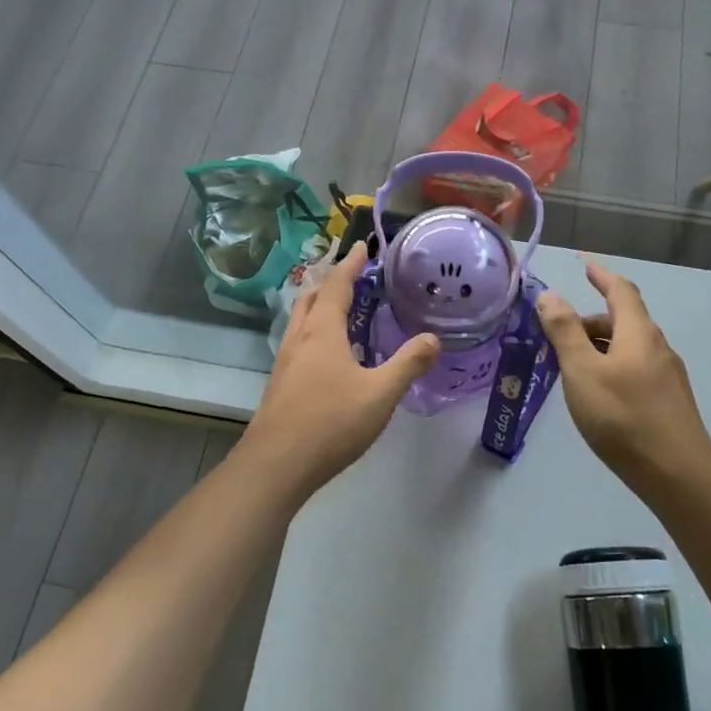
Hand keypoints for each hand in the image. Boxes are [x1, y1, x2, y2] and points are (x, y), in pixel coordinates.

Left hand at [239, 248, 440, 501]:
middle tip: (353, 277)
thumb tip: (433, 338)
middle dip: (331, 282)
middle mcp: (299, 339)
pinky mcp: (280, 385)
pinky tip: (328, 355)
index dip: (351, 265)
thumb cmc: (331, 422)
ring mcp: (285, 362)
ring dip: (319, 306)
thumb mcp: (381, 393)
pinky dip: (314, 332)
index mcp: (323, 332)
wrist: (276, 464)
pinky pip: (298, 343)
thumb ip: (408, 364)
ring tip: (341, 310)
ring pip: (300, 321)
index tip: (362, 246)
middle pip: (312, 298)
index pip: (337, 286)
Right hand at [536, 264, 710, 486]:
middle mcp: (657, 347)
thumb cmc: (622, 415)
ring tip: (570, 368)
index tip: (585, 265)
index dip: (602, 276)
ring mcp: (667, 376)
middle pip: (623, 321)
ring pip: (628, 348)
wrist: (676, 473)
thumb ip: (564, 331)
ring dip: (599, 347)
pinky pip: (635, 369)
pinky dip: (611, 367)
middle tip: (557, 337)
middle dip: (590, 321)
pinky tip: (597, 395)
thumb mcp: (582, 370)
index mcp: (638, 332)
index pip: (621, 291)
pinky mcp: (668, 401)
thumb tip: (550, 296)